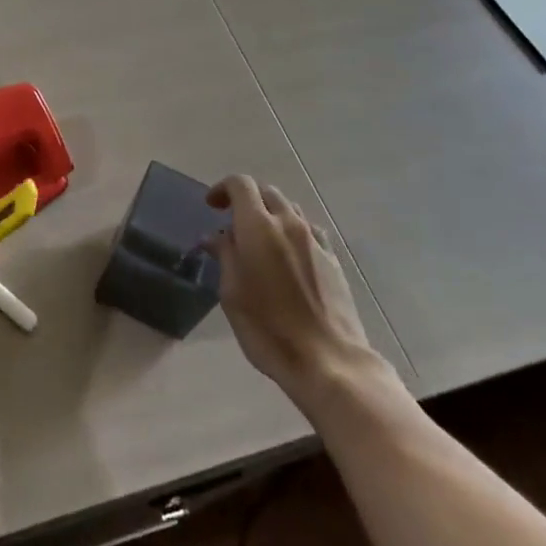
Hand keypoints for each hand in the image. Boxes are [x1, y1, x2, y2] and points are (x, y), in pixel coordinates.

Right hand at [207, 175, 399, 405]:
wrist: (329, 361)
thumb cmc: (268, 328)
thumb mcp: (232, 293)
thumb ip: (225, 256)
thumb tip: (215, 237)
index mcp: (258, 227)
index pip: (241, 185)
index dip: (223, 188)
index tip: (212, 206)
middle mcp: (289, 224)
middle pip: (267, 192)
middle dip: (246, 200)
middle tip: (231, 223)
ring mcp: (315, 240)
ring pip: (290, 208)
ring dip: (270, 214)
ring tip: (259, 240)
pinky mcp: (333, 260)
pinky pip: (309, 230)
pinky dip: (292, 231)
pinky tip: (288, 256)